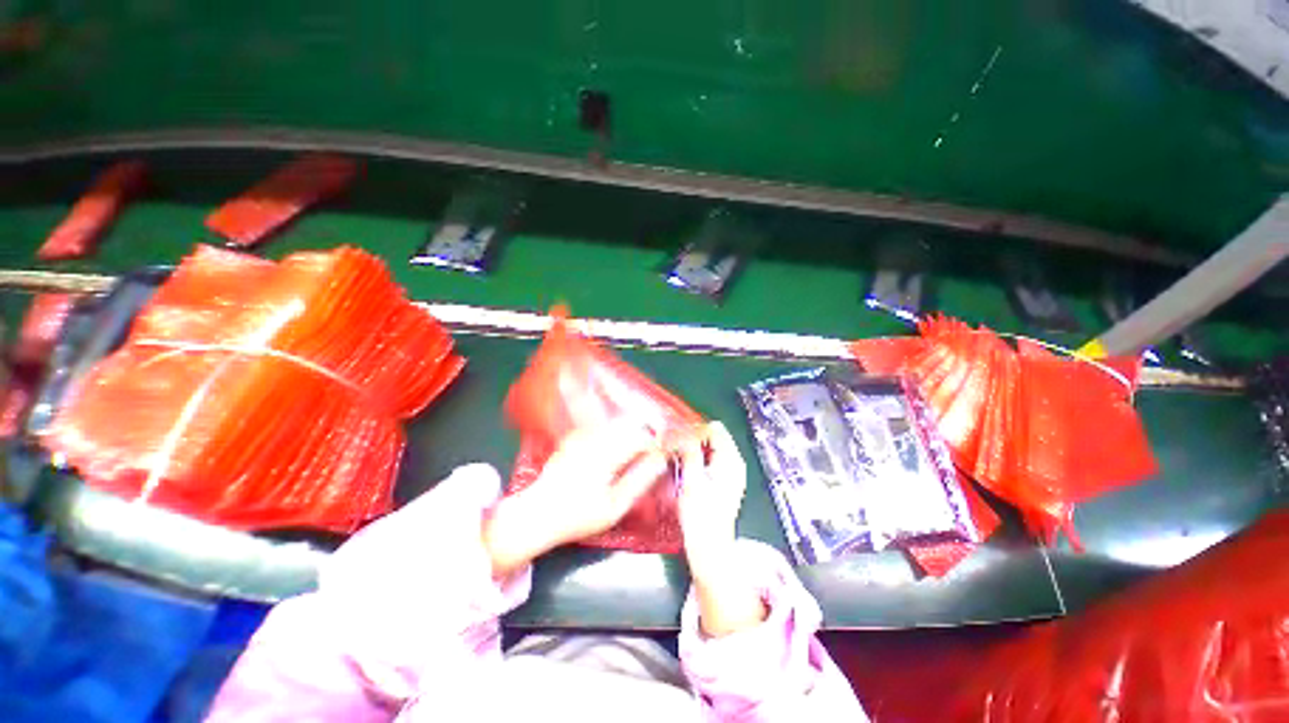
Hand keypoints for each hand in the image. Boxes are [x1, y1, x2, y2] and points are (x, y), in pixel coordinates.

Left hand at [484, 421, 666, 577]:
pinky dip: (619, 431)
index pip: (642, 437)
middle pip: (631, 423)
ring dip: (634, 430)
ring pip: (618, 422)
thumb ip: (640, 480)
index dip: (659, 442)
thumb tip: (661, 460)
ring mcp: (582, 435)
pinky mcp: (575, 437)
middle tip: (657, 450)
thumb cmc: (577, 516)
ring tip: (643, 448)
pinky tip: (621, 448)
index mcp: (605, 454)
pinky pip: (604, 426)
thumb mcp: (614, 506)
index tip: (667, 452)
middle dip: (649, 432)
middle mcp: (594, 437)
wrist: (536, 514)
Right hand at [677, 421, 746, 581]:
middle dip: (694, 437)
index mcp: (731, 460)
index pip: (713, 429)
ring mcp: (732, 471)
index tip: (677, 439)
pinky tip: (687, 466)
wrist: (710, 546)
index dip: (694, 430)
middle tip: (675, 446)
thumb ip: (690, 451)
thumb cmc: (700, 515)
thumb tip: (684, 430)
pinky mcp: (725, 479)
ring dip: (695, 447)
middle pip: (714, 435)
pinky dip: (699, 456)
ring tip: (678, 456)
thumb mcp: (691, 480)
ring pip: (712, 445)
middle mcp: (735, 462)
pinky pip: (712, 457)